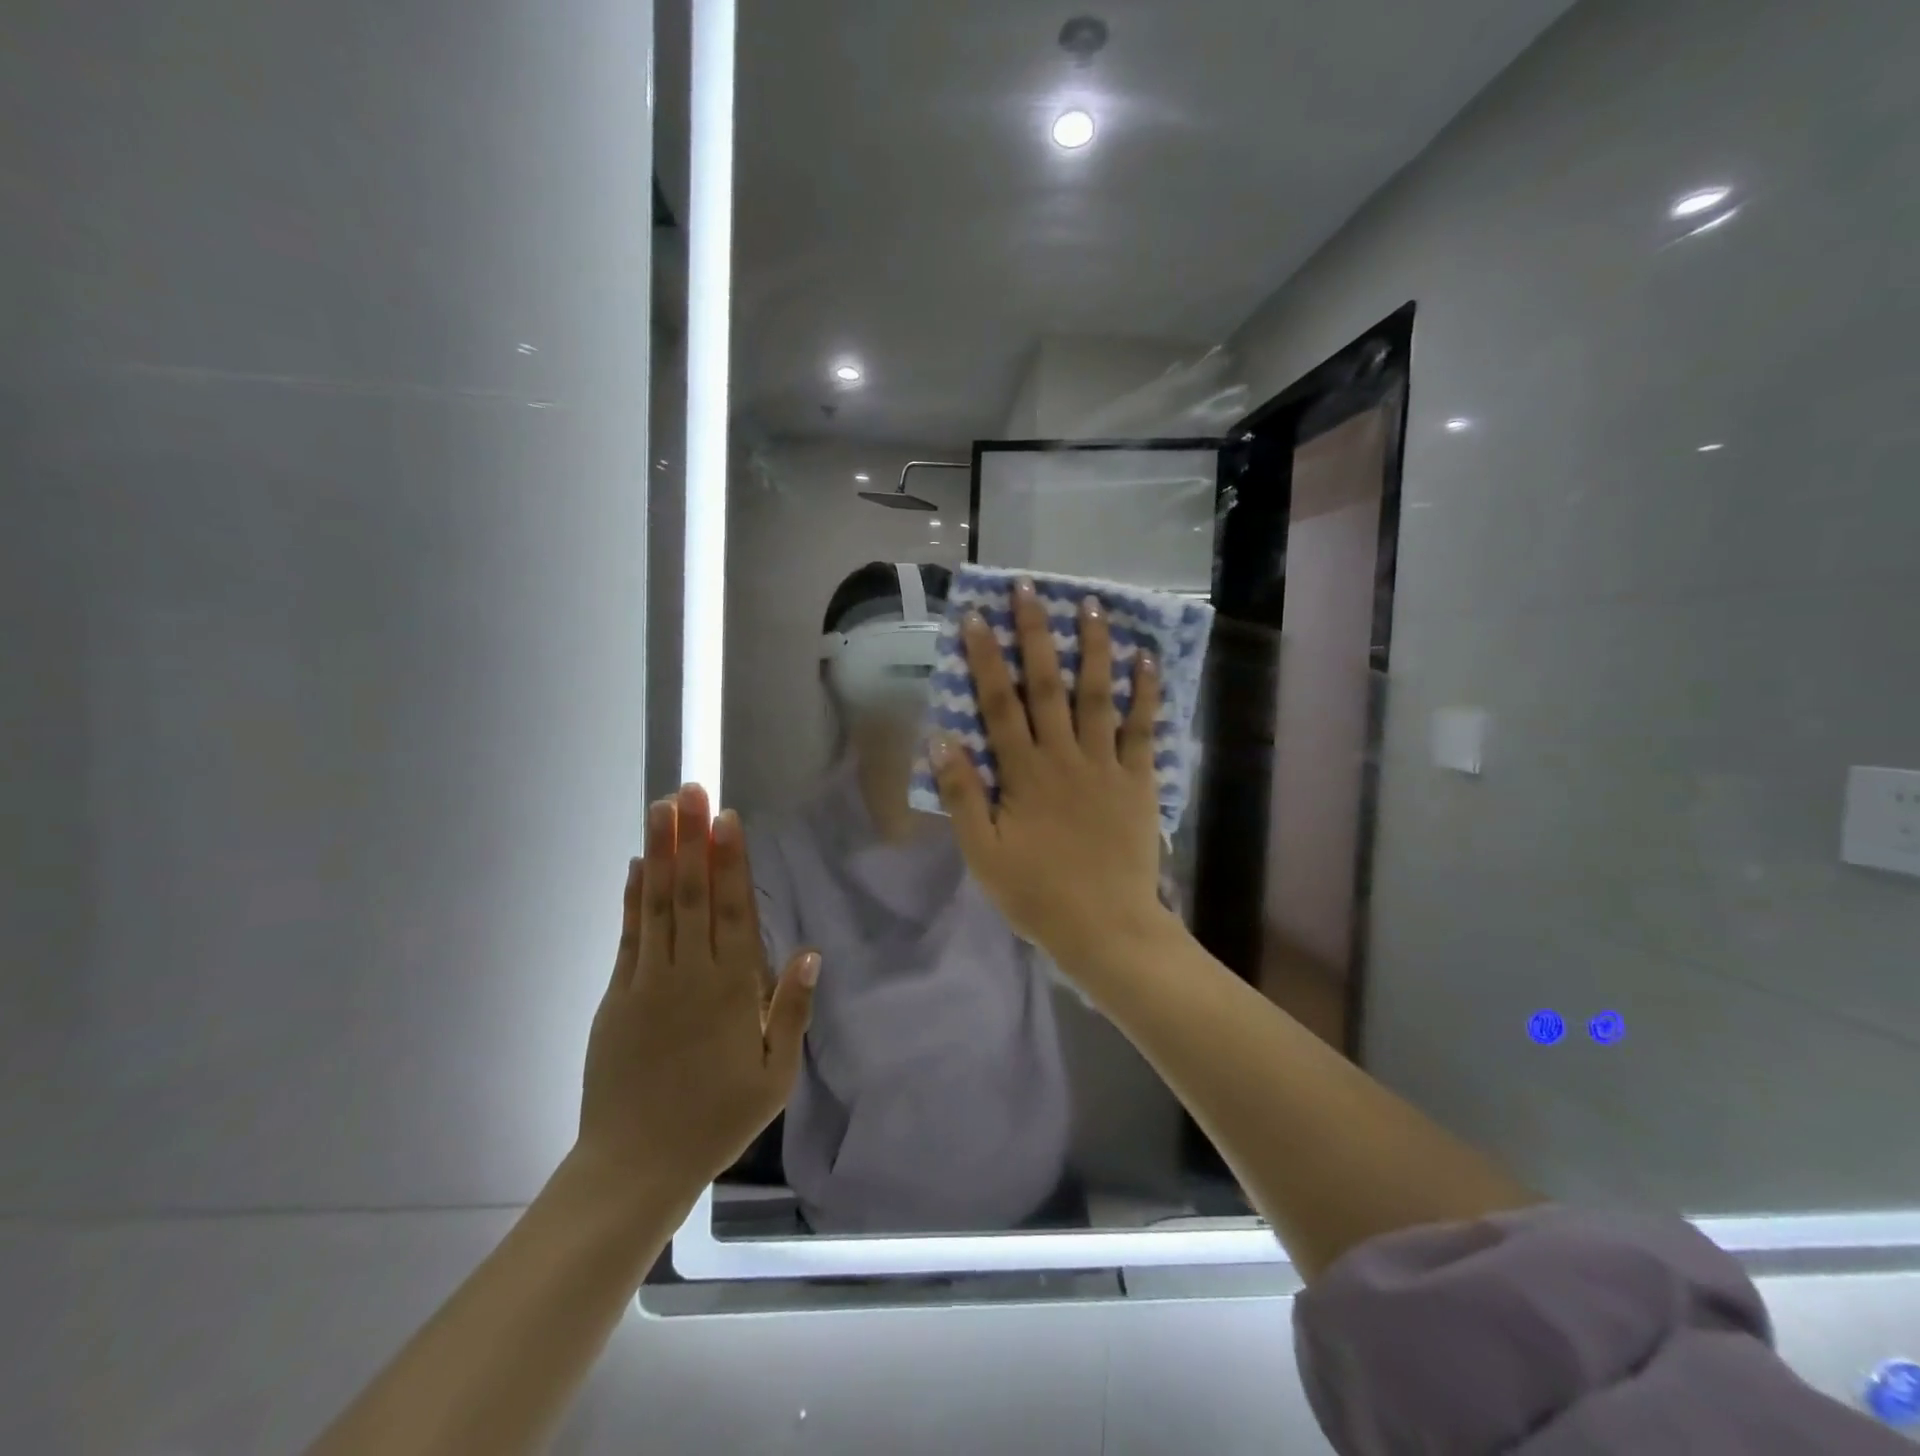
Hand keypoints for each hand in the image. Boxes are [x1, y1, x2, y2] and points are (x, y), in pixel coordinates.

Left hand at [574, 784, 817, 1199]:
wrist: (635, 1165)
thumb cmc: (717, 1120)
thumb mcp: (774, 1075)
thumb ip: (791, 1010)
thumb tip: (808, 951)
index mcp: (732, 990)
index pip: (734, 911)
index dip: (731, 861)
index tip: (726, 818)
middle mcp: (690, 974)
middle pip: (693, 894)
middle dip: (691, 839)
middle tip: (688, 790)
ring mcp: (648, 982)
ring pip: (658, 905)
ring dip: (661, 854)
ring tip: (661, 809)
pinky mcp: (616, 997)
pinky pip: (628, 937)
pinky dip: (632, 898)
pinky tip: (638, 866)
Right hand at [930, 579, 1167, 965]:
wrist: (1106, 927)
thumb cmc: (1036, 894)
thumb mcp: (983, 853)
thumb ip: (963, 795)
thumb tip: (941, 739)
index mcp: (1023, 773)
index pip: (999, 704)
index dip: (986, 658)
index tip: (975, 617)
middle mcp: (1064, 756)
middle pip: (1048, 685)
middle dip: (1036, 633)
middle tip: (1029, 589)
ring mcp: (1106, 765)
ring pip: (1098, 695)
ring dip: (1094, 647)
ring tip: (1092, 604)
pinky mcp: (1139, 780)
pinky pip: (1143, 728)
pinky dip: (1146, 693)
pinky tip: (1148, 660)